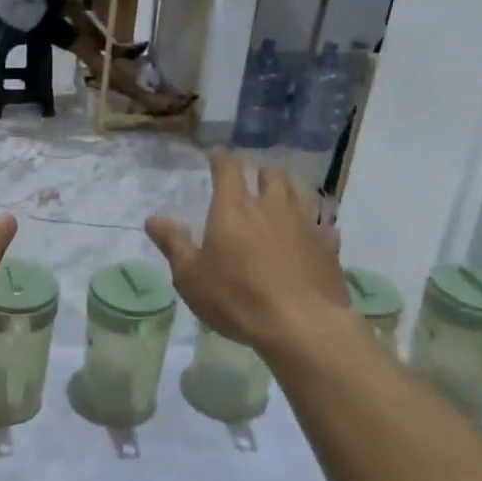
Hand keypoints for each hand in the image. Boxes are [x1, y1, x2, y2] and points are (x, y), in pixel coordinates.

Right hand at [145, 151, 349, 354]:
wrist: (302, 325)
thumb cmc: (237, 298)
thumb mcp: (191, 276)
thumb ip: (174, 244)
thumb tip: (154, 219)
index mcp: (234, 208)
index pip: (228, 169)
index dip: (221, 158)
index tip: (217, 155)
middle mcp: (271, 206)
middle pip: (270, 174)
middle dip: (260, 172)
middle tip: (252, 180)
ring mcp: (304, 224)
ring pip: (300, 191)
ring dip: (289, 189)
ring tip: (281, 197)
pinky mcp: (328, 246)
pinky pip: (323, 224)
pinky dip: (315, 223)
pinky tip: (312, 233)